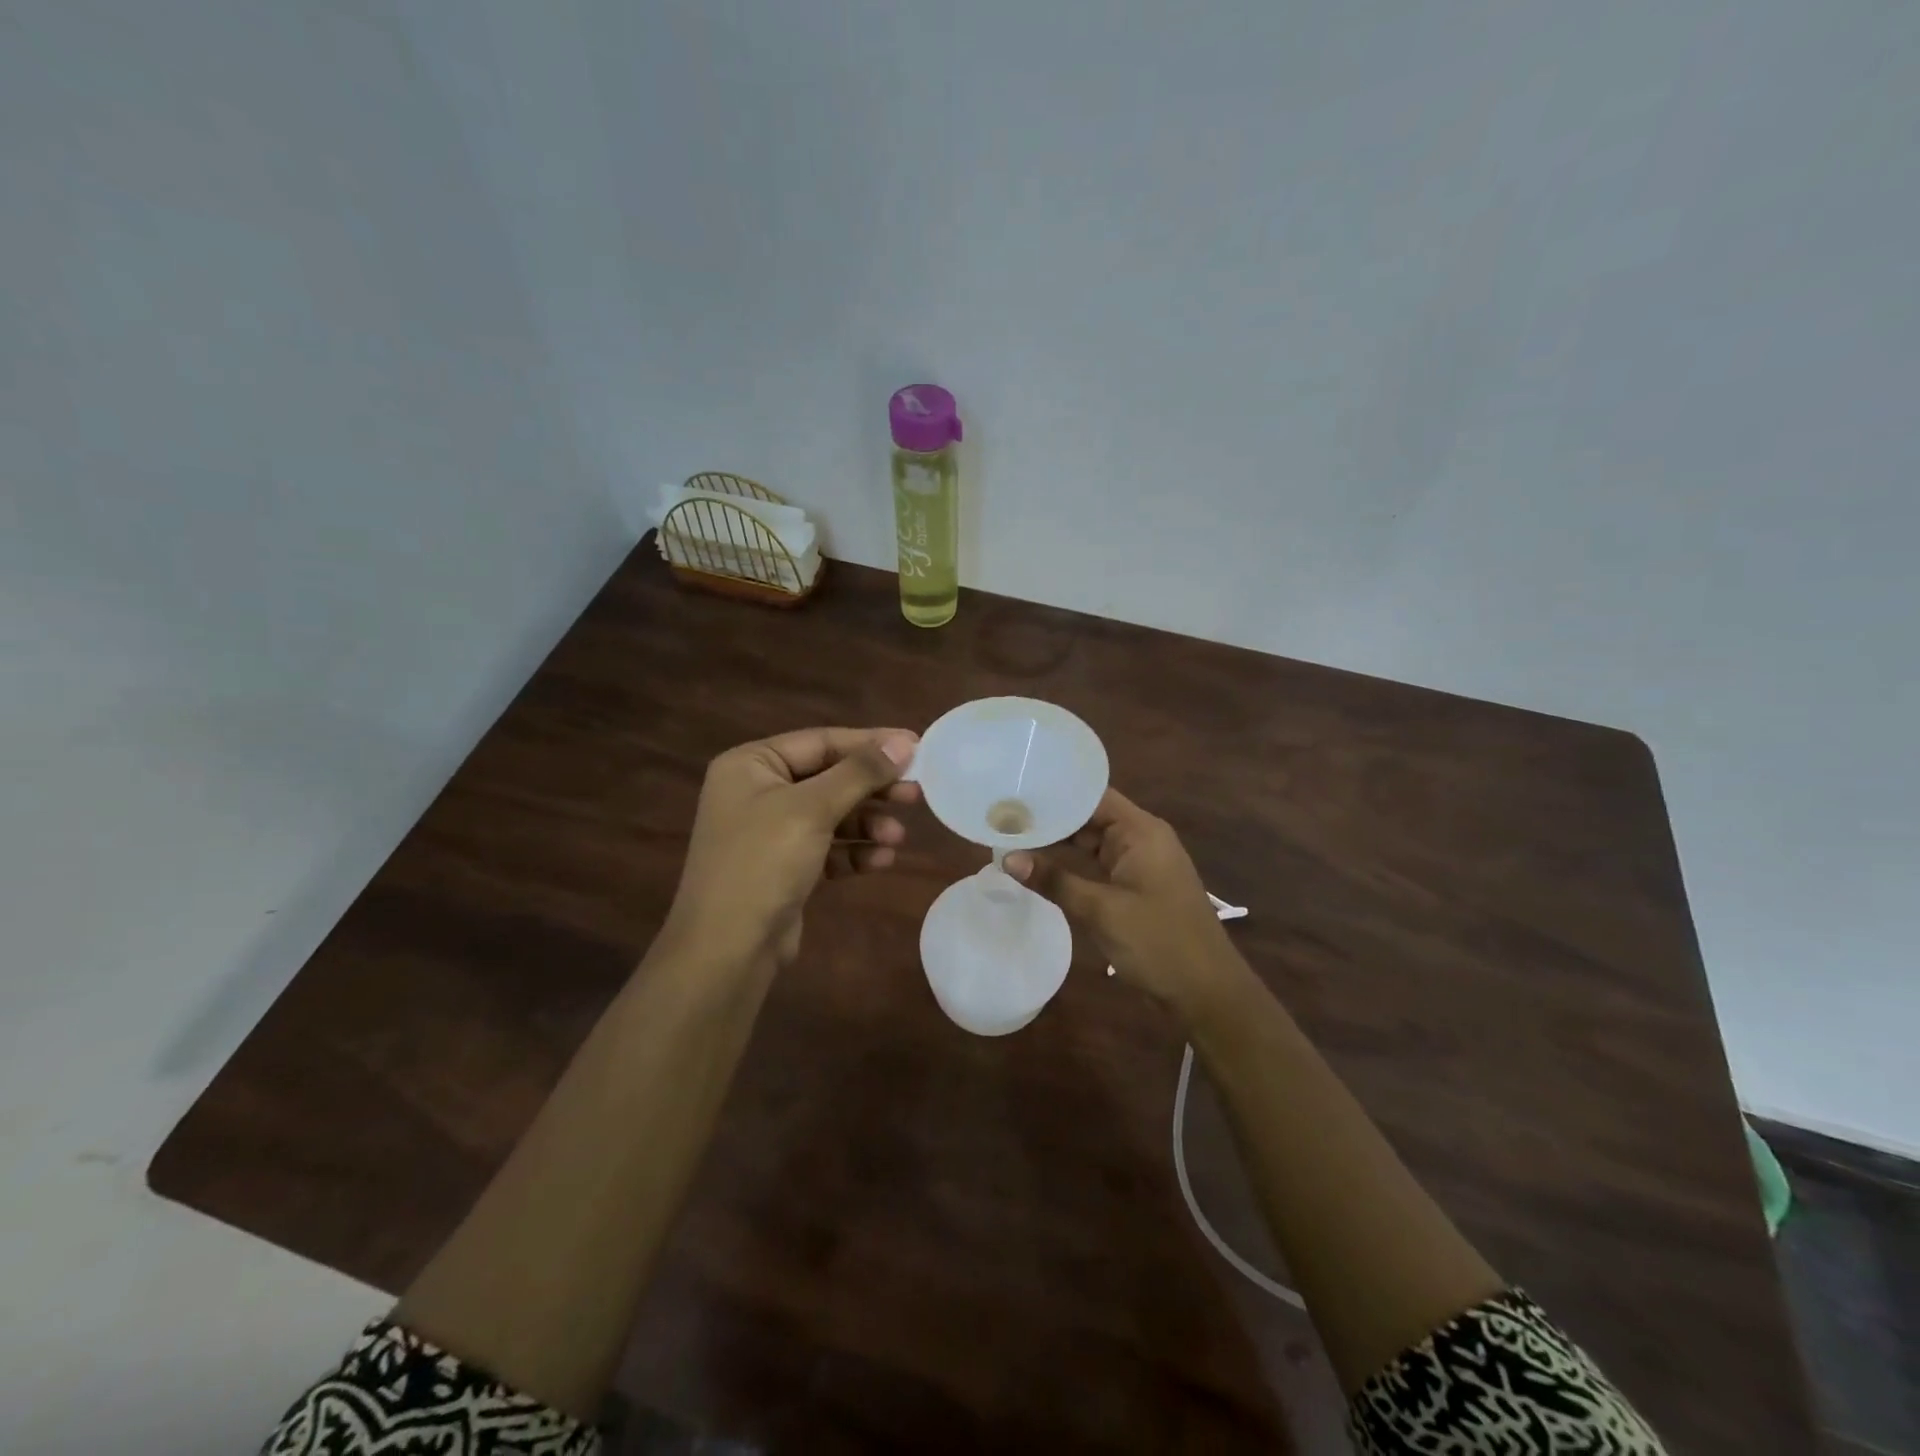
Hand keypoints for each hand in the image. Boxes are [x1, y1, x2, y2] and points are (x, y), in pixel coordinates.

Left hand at [663, 727, 919, 969]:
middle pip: (829, 777)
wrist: (727, 949)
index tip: (916, 748)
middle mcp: (757, 791)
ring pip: (832, 814)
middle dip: (873, 788)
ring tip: (899, 837)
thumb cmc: (763, 863)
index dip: (871, 743)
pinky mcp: (784, 866)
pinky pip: (827, 847)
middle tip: (916, 793)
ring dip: (867, 824)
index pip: (821, 741)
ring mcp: (769, 831)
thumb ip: (860, 772)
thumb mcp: (813, 809)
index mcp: (751, 764)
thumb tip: (903, 743)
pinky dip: (854, 851)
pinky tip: (882, 860)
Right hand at [1004, 788, 1239, 1011]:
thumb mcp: (1101, 910)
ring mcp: (1139, 864)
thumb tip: (1007, 858)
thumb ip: (1055, 881)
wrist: (1207, 993)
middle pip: (1090, 816)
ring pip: (1092, 842)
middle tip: (1003, 814)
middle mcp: (1141, 839)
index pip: (1092, 796)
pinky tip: (1040, 866)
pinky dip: (1072, 865)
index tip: (1016, 789)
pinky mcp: (1135, 888)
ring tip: (1012, 835)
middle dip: (1050, 817)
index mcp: (1141, 831)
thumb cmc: (1159, 943)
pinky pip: (1098, 865)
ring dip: (1058, 842)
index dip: (1056, 792)